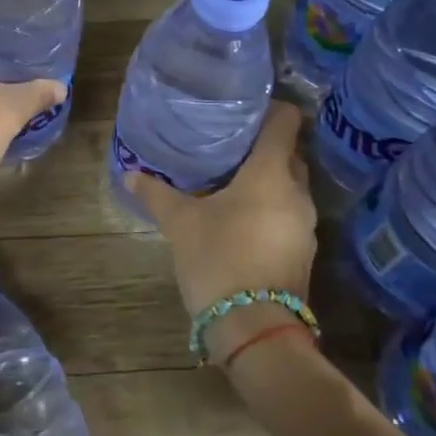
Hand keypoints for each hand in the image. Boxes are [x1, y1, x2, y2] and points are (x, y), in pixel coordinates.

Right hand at [126, 102, 319, 359]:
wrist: (254, 328)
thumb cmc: (218, 258)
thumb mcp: (180, 223)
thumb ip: (157, 193)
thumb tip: (130, 173)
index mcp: (271, 172)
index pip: (286, 121)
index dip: (271, 108)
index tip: (245, 107)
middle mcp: (297, 192)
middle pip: (289, 153)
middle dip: (263, 146)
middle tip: (228, 144)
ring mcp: (306, 225)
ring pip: (289, 186)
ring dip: (267, 180)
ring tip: (230, 180)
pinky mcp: (303, 251)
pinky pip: (288, 214)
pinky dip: (270, 208)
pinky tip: (241, 218)